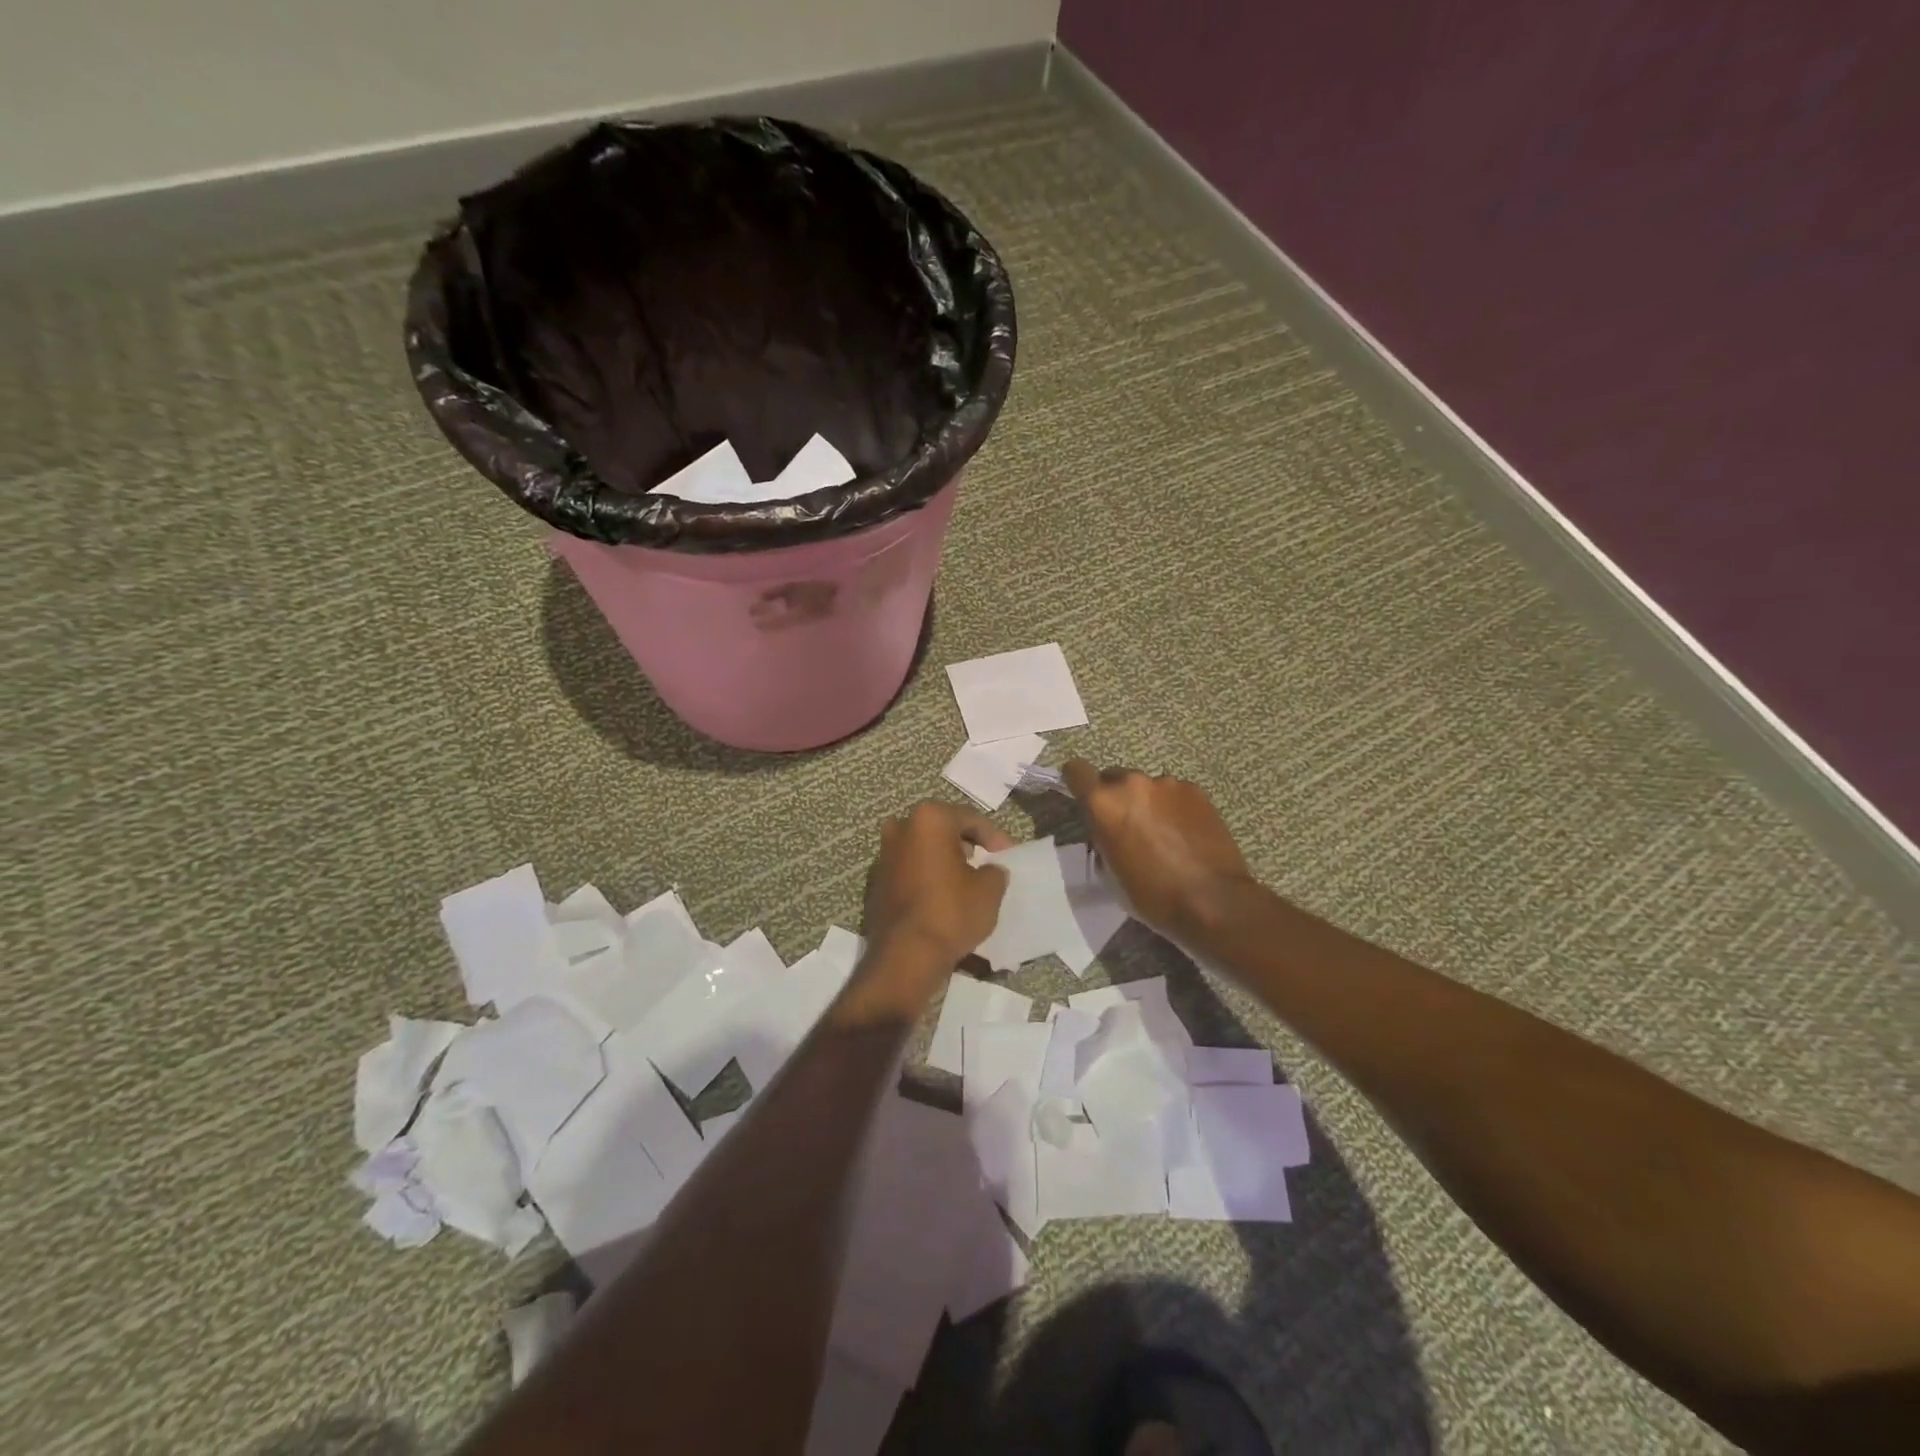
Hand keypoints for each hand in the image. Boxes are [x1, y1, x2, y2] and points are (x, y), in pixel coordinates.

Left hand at [854, 802, 1012, 1008]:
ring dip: (944, 859)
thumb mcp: (989, 889)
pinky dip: (927, 875)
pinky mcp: (877, 881)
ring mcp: (884, 855)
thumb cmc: (951, 911)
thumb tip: (990, 869)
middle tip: (985, 860)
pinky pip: (910, 870)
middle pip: (942, 829)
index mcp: (929, 819)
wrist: (906, 955)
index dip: (994, 836)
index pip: (969, 818)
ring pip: (923, 848)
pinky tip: (943, 895)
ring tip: (966, 879)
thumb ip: (994, 870)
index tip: (1008, 854)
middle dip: (965, 842)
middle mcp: (901, 828)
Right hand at [1060, 760, 1253, 940]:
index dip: (1076, 781)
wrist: (1212, 901)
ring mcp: (1168, 784)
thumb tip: (1107, 830)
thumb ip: (1101, 838)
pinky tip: (1185, 834)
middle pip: (1114, 778)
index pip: (1076, 771)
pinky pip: (1173, 793)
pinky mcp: (1196, 791)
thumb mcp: (1109, 871)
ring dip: (1147, 803)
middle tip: (1128, 827)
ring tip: (1163, 834)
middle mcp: (1133, 783)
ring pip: (1146, 787)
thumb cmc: (1152, 895)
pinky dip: (1173, 808)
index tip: (1083, 797)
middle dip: (1116, 797)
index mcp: (1104, 803)